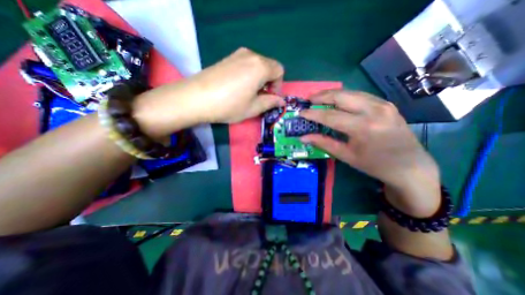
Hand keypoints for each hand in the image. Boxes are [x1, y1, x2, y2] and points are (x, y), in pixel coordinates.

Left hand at [134, 48, 285, 136]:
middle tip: (260, 97)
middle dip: (269, 82)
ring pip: (257, 65)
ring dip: (259, 79)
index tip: (270, 98)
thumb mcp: (253, 108)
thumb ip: (270, 102)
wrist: (196, 98)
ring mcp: (237, 54)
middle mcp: (251, 55)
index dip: (278, 86)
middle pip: (269, 66)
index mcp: (260, 66)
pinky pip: (245, 64)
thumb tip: (281, 101)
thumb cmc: (229, 105)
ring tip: (249, 93)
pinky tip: (238, 87)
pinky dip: (249, 75)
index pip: (279, 71)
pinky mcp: (227, 58)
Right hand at [302, 91, 439, 217]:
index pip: (330, 116)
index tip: (301, 112)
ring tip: (319, 97)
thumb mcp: (346, 156)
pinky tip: (337, 100)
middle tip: (308, 99)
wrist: (409, 166)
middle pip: (341, 96)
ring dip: (332, 94)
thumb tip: (303, 137)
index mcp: (363, 127)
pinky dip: (345, 96)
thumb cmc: (374, 164)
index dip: (313, 113)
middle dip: (321, 96)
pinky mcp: (386, 103)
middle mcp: (374, 110)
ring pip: (351, 92)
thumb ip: (323, 143)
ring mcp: (383, 104)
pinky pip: (360, 95)